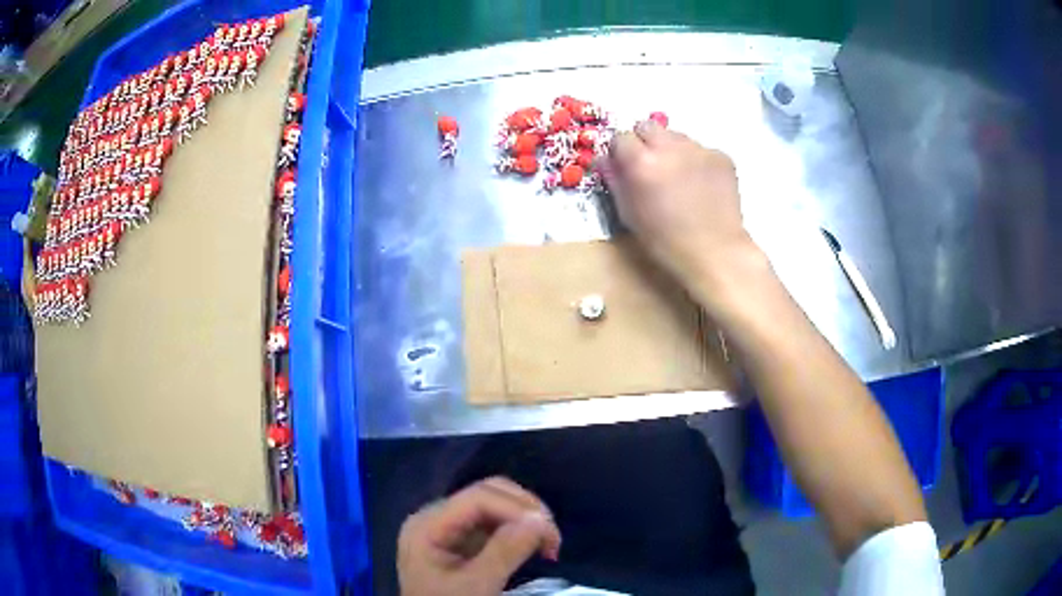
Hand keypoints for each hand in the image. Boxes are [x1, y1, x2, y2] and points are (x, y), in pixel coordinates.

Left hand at [398, 477, 561, 595]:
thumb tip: (540, 520)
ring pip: (495, 503)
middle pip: (487, 493)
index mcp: (428, 524)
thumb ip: (505, 552)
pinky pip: (495, 521)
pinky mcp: (462, 540)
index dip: (517, 508)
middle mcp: (436, 516)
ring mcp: (449, 527)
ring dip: (526, 518)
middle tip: (553, 539)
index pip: (477, 498)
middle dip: (525, 510)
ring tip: (548, 544)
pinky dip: (519, 529)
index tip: (549, 533)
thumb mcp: (475, 586)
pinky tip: (534, 546)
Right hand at [597, 121, 764, 304]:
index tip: (626, 166)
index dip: (621, 151)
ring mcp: (699, 149)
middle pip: (648, 126)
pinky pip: (701, 150)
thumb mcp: (629, 214)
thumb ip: (615, 180)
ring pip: (676, 136)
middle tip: (651, 166)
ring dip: (672, 150)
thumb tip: (605, 159)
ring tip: (680, 179)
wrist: (715, 253)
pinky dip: (697, 162)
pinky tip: (701, 186)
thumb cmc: (665, 241)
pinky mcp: (722, 156)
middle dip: (645, 142)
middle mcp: (670, 147)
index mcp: (642, 162)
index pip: (621, 137)